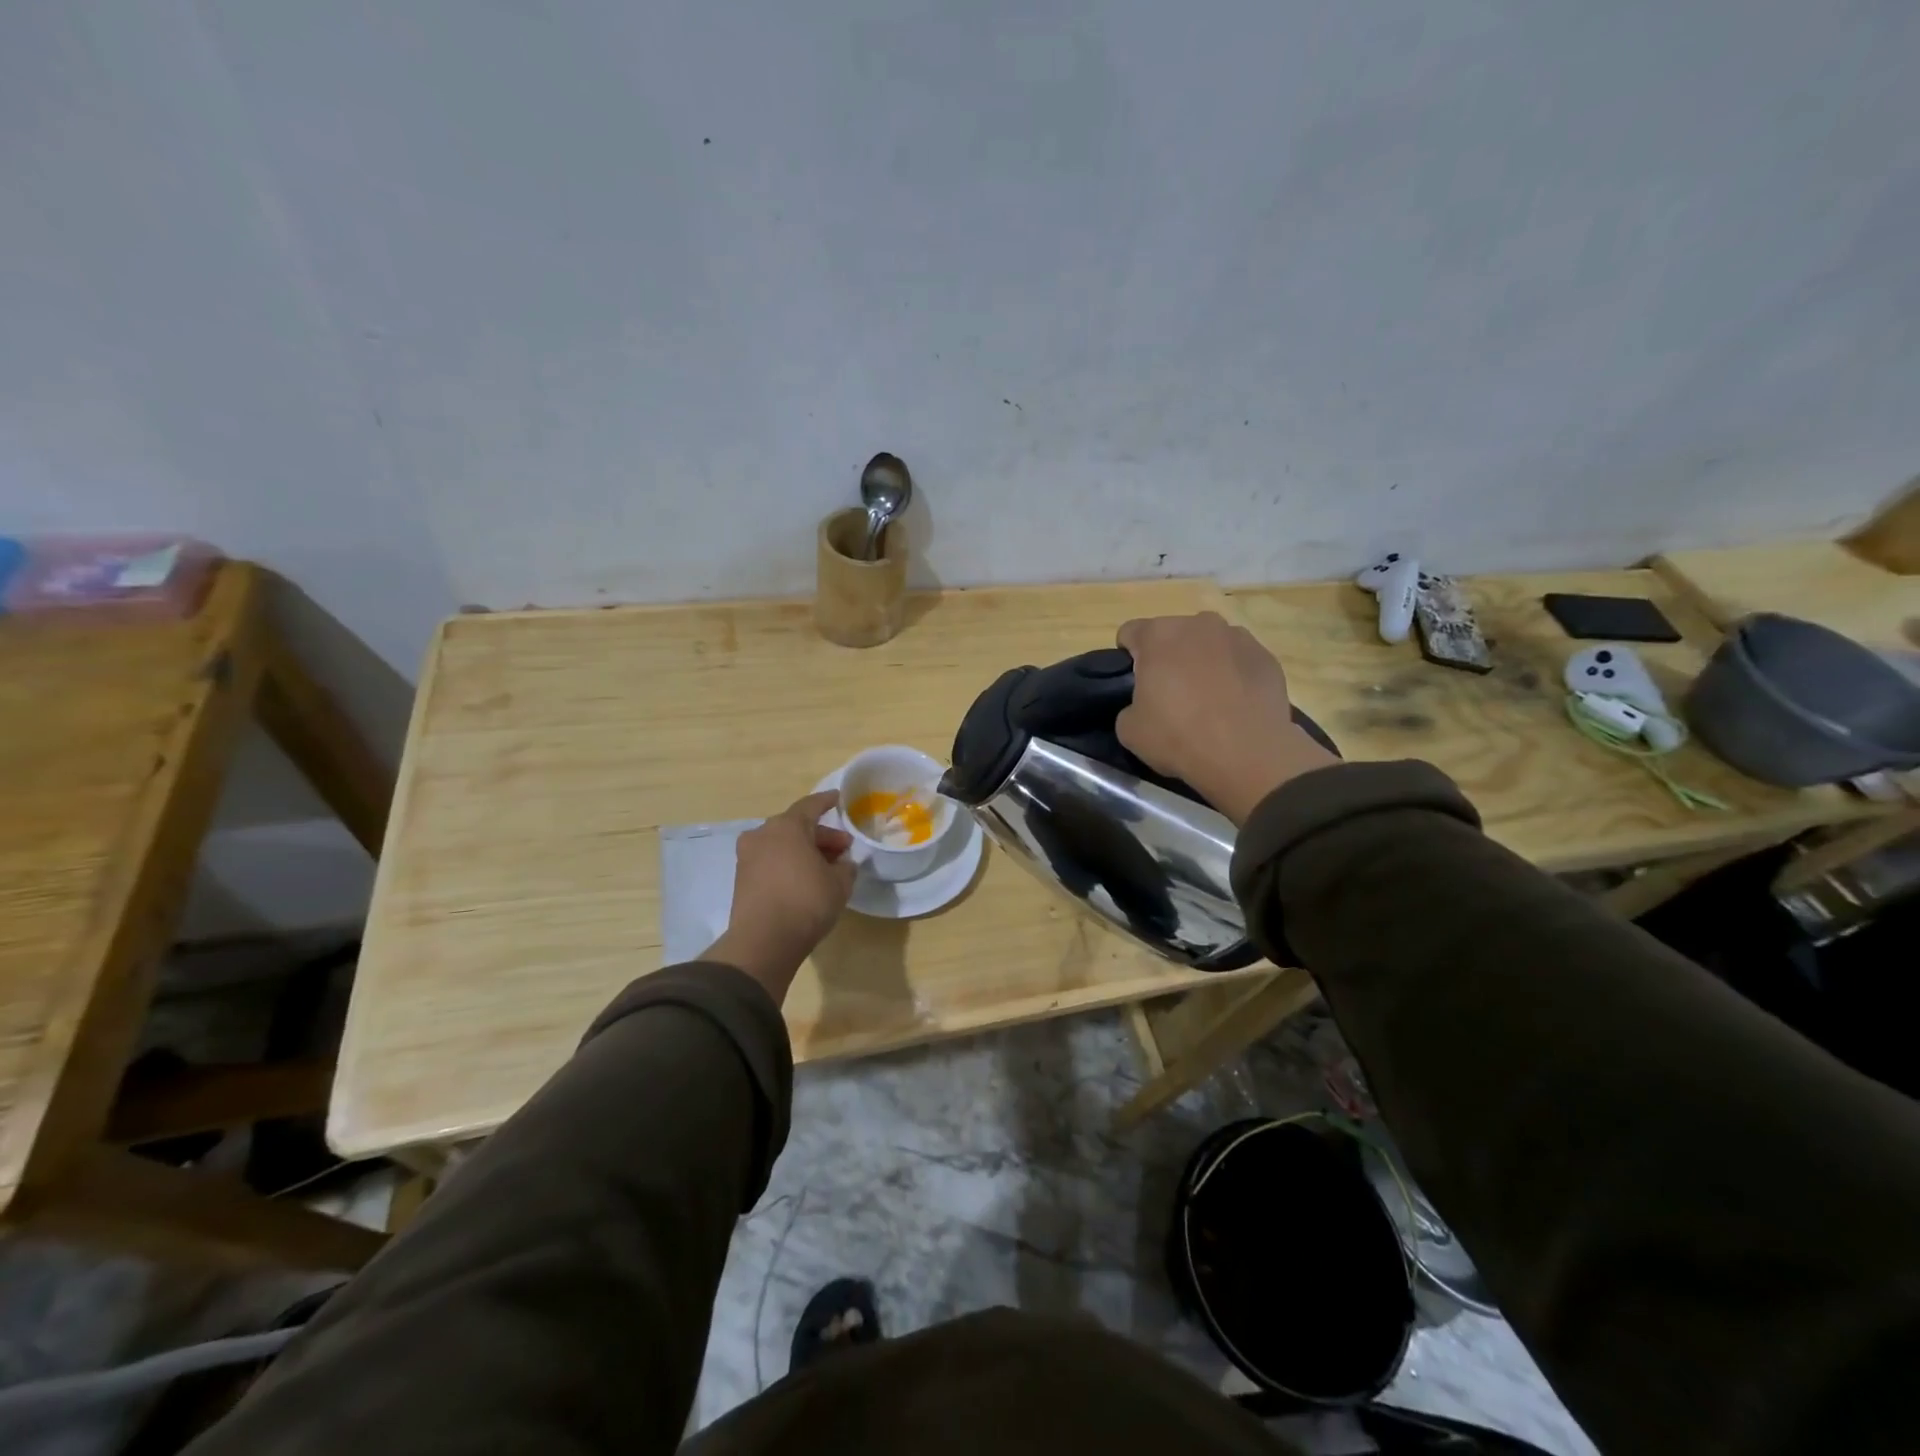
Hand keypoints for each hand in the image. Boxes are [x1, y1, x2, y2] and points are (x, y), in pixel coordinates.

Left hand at [703, 791, 856, 1002]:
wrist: (764, 941)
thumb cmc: (806, 902)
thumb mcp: (840, 883)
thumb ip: (845, 867)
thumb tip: (842, 863)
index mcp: (787, 826)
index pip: (811, 805)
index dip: (827, 801)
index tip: (839, 798)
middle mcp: (763, 834)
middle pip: (796, 827)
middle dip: (821, 836)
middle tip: (843, 849)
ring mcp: (748, 857)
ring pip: (782, 845)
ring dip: (804, 851)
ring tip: (827, 867)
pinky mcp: (742, 879)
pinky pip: (771, 861)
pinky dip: (788, 864)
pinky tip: (806, 879)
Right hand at [1116, 612, 1338, 824]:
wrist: (1247, 755)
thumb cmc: (1178, 737)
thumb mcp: (1129, 730)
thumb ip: (1129, 706)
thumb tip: (1144, 705)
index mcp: (1158, 636)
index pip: (1130, 633)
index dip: (1127, 658)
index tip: (1134, 683)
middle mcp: (1198, 624)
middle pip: (1172, 634)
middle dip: (1168, 657)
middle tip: (1170, 695)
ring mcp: (1238, 637)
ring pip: (1209, 644)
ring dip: (1202, 662)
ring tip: (1208, 700)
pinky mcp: (1266, 656)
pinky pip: (1239, 660)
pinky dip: (1233, 675)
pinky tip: (1234, 705)